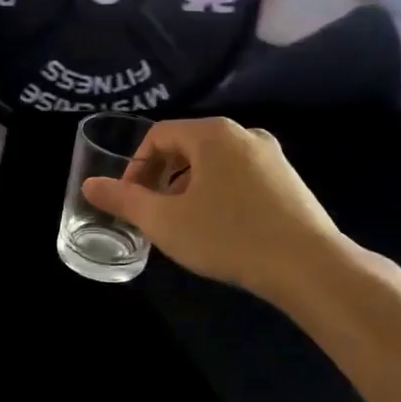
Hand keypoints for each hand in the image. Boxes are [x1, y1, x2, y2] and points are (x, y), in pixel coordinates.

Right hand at [81, 117, 345, 301]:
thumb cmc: (229, 236)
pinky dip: (218, 193)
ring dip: (189, 187)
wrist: (310, 267)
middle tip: (153, 213)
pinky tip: (220, 228)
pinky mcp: (289, 180)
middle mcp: (244, 134)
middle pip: (187, 147)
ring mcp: (271, 156)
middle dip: (162, 178)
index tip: (130, 201)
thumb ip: (123, 200)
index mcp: (212, 134)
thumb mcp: (165, 221)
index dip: (136, 167)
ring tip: (183, 223)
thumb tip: (90, 185)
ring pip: (214, 163)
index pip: (159, 136)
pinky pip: (239, 176)